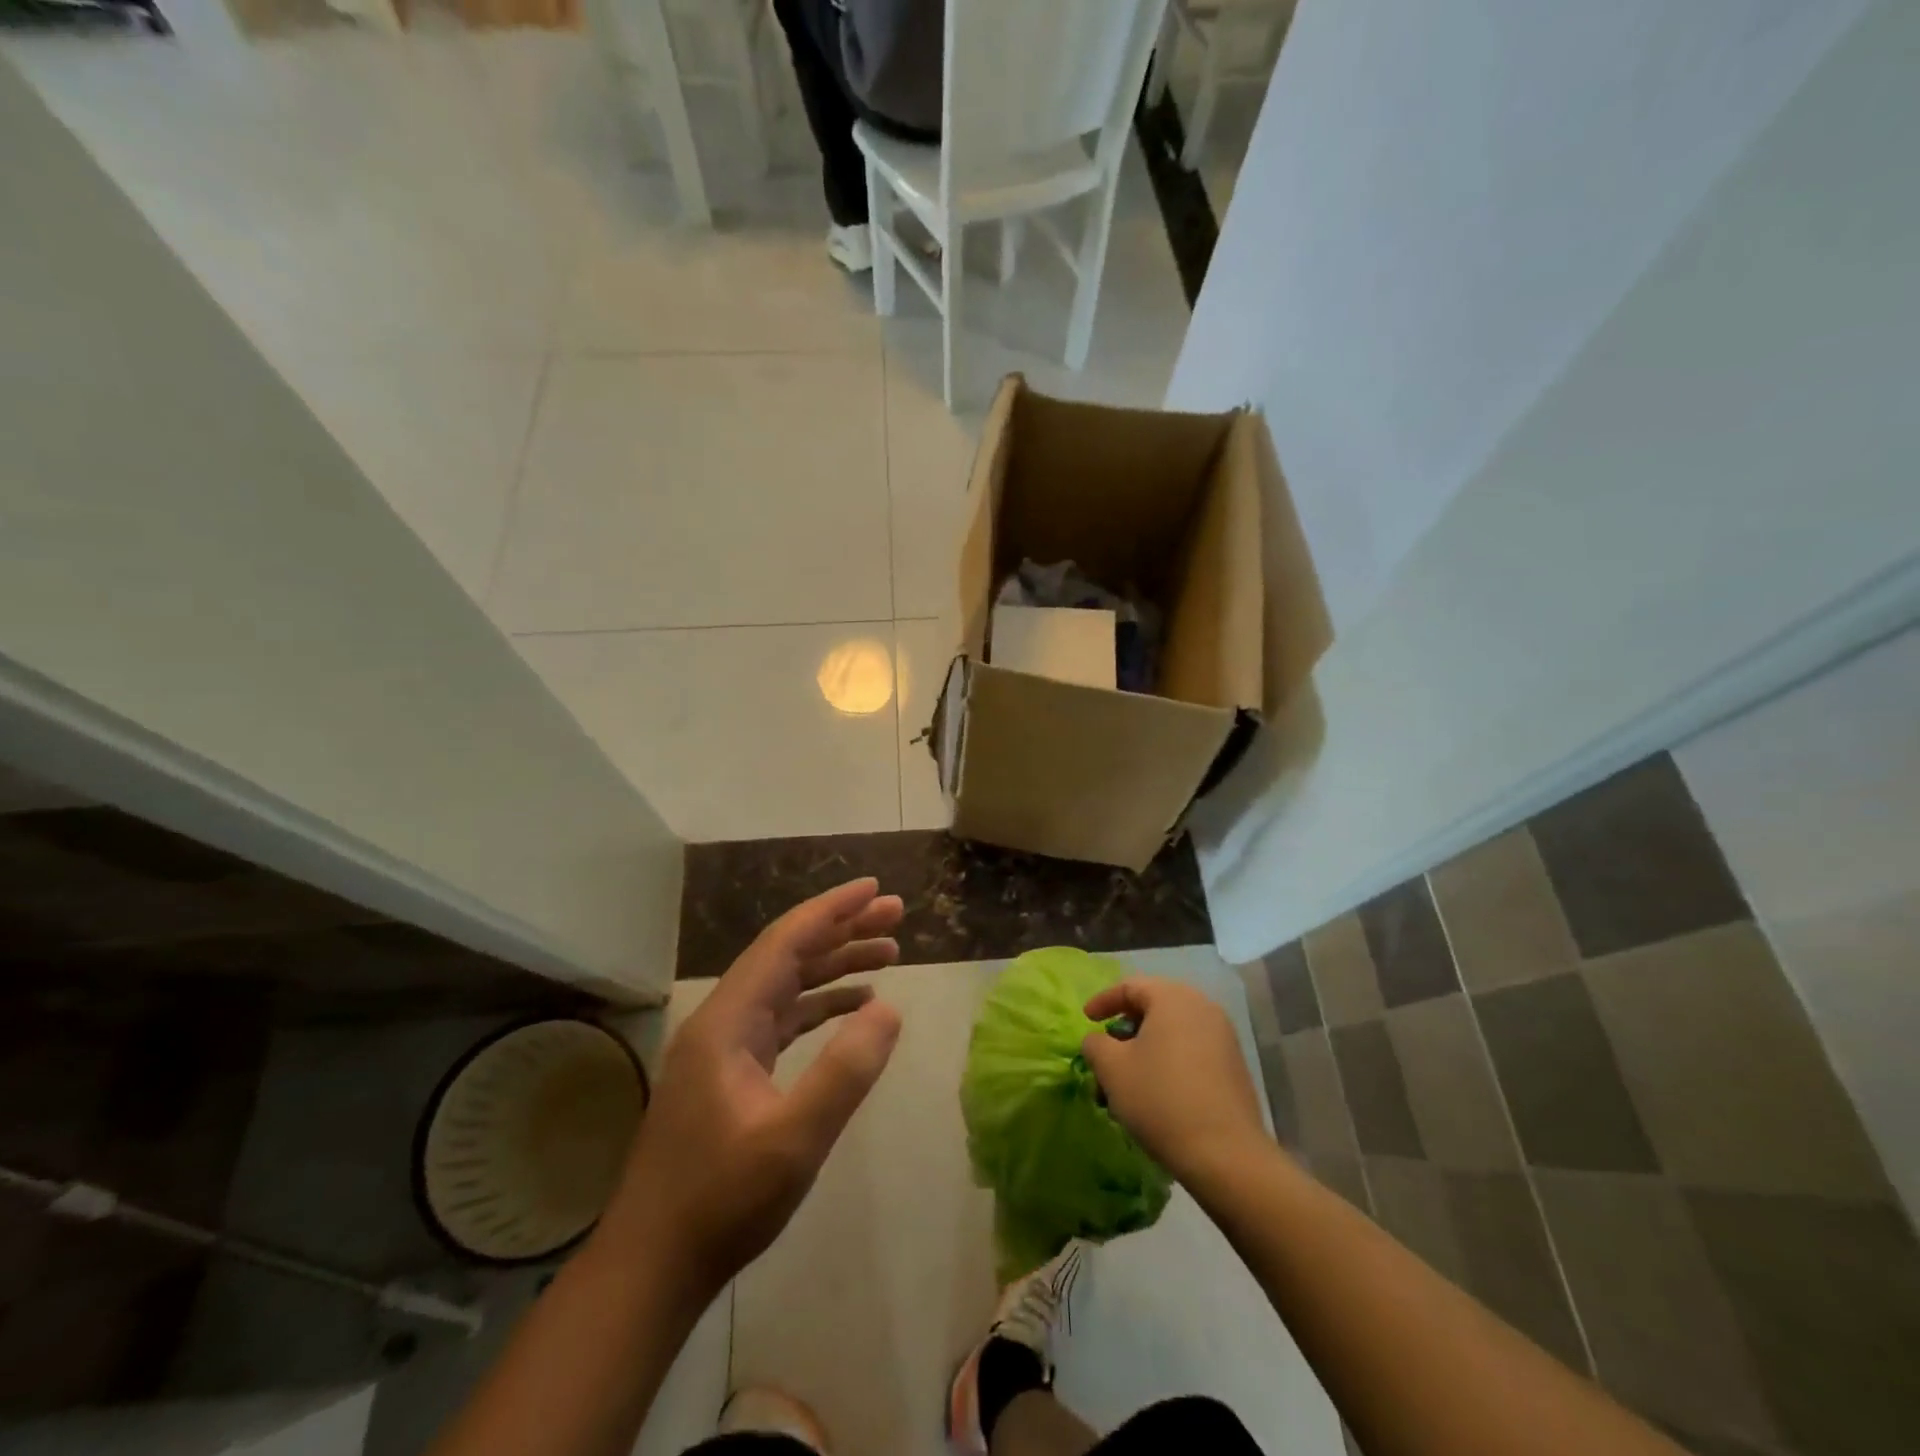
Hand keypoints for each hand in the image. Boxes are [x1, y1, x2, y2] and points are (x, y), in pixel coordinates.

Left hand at [603, 878, 903, 1296]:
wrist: (652, 1265)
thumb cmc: (721, 1202)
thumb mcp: (794, 1140)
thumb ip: (844, 1071)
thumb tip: (890, 1009)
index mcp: (728, 1020)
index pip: (786, 941)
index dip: (832, 909)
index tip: (875, 887)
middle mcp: (723, 1019)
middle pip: (789, 955)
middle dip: (842, 929)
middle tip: (895, 915)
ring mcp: (724, 1047)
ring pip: (788, 985)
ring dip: (836, 965)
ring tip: (889, 953)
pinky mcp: (731, 1073)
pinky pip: (783, 1018)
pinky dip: (821, 1005)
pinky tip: (856, 1007)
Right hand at [1081, 977, 1270, 1188]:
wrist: (1226, 1155)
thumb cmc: (1160, 1099)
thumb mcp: (1112, 1068)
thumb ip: (1096, 1044)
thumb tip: (1099, 1041)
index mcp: (1173, 998)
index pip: (1130, 986)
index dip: (1103, 1001)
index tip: (1087, 1020)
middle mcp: (1202, 1008)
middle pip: (1153, 1008)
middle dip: (1125, 1030)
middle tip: (1106, 1053)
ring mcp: (1223, 1037)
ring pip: (1172, 1033)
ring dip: (1145, 1051)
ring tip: (1127, 1082)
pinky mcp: (1234, 1067)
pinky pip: (1191, 1052)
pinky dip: (1168, 1063)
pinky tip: (1156, 1095)